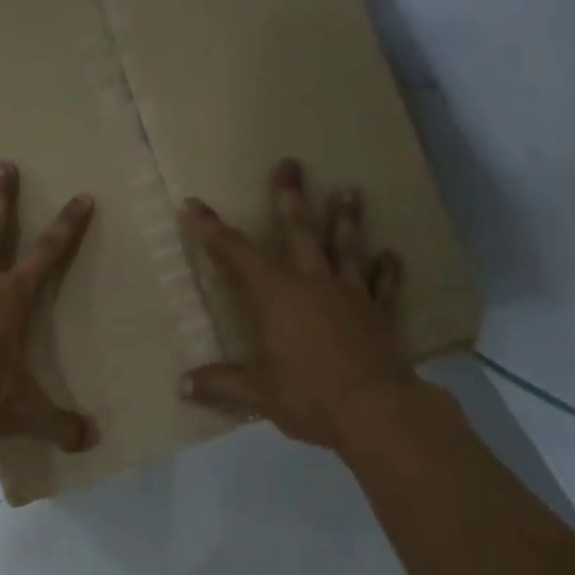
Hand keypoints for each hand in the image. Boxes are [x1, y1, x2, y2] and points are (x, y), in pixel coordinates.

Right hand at [179, 158, 413, 450]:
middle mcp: (313, 285)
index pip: (236, 256)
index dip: (212, 231)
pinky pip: (384, 285)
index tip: (194, 205)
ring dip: (345, 218)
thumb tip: (182, 386)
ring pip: (345, 247)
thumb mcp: (257, 393)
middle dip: (289, 198)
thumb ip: (220, 384)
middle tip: (290, 163)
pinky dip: (387, 269)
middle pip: (299, 232)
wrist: (376, 411)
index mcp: (276, 297)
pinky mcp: (379, 314)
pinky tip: (391, 255)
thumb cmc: (309, 396)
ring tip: (349, 189)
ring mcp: (351, 295)